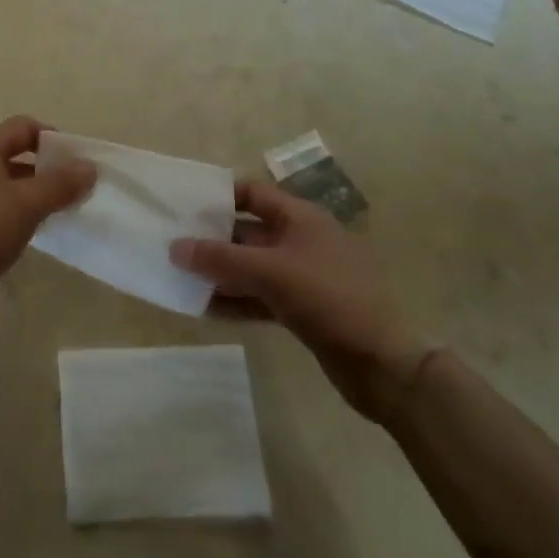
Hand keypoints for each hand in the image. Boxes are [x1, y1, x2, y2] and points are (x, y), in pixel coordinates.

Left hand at [0, 116, 94, 324]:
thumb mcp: (26, 204)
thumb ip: (60, 183)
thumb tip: (89, 167)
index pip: (25, 127)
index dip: (55, 140)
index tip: (80, 164)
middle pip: (14, 152)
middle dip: (46, 168)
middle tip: (75, 190)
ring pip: (4, 181)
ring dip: (31, 192)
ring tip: (58, 213)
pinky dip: (14, 211)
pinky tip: (29, 232)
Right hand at [172, 181, 437, 422]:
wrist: (384, 365)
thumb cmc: (329, 299)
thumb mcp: (271, 272)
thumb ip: (220, 258)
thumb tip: (174, 247)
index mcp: (301, 217)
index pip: (253, 192)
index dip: (220, 196)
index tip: (185, 205)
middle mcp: (301, 240)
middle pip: (249, 231)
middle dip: (213, 238)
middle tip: (173, 244)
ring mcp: (303, 276)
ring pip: (252, 266)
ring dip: (220, 272)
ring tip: (181, 277)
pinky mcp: (303, 309)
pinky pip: (260, 296)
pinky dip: (236, 299)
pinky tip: (205, 308)